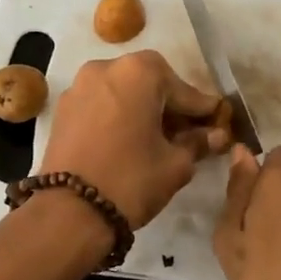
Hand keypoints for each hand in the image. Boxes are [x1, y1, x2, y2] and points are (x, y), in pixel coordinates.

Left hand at [39, 51, 231, 227]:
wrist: (69, 212)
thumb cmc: (131, 180)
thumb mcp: (176, 164)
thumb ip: (198, 143)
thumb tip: (215, 135)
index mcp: (139, 72)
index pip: (183, 89)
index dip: (202, 110)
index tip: (217, 123)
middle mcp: (105, 68)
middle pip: (150, 83)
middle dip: (169, 106)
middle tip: (187, 133)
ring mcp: (79, 87)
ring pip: (122, 93)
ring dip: (142, 110)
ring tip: (157, 140)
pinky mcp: (62, 110)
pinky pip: (100, 105)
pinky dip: (118, 117)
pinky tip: (128, 142)